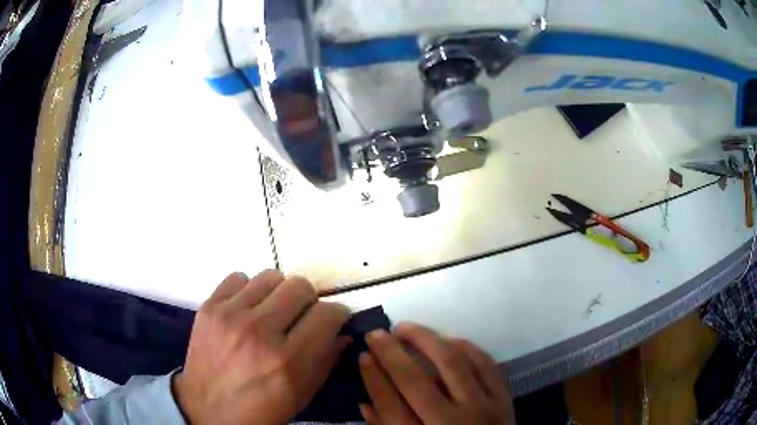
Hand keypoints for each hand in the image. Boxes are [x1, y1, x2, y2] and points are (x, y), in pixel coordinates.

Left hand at [173, 270, 350, 424]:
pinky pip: (238, 278)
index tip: (333, 321)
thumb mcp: (302, 395)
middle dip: (309, 301)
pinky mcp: (208, 307)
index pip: (327, 314)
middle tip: (301, 317)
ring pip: (271, 276)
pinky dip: (248, 291)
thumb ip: (326, 361)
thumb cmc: (260, 410)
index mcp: (288, 361)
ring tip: (271, 313)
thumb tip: (342, 332)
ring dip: (278, 293)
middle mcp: (259, 332)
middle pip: (300, 286)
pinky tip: (245, 311)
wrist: (207, 410)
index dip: (337, 315)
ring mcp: (230, 316)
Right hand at [359, 323, 514, 424]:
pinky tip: (447, 340)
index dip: (373, 378)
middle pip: (416, 381)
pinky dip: (465, 347)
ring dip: (426, 339)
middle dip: (391, 353)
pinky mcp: (504, 397)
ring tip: (405, 328)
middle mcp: (453, 422)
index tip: (363, 355)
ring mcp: (483, 407)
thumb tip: (364, 402)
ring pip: (453, 362)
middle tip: (376, 333)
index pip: (390, 406)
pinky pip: (485, 363)